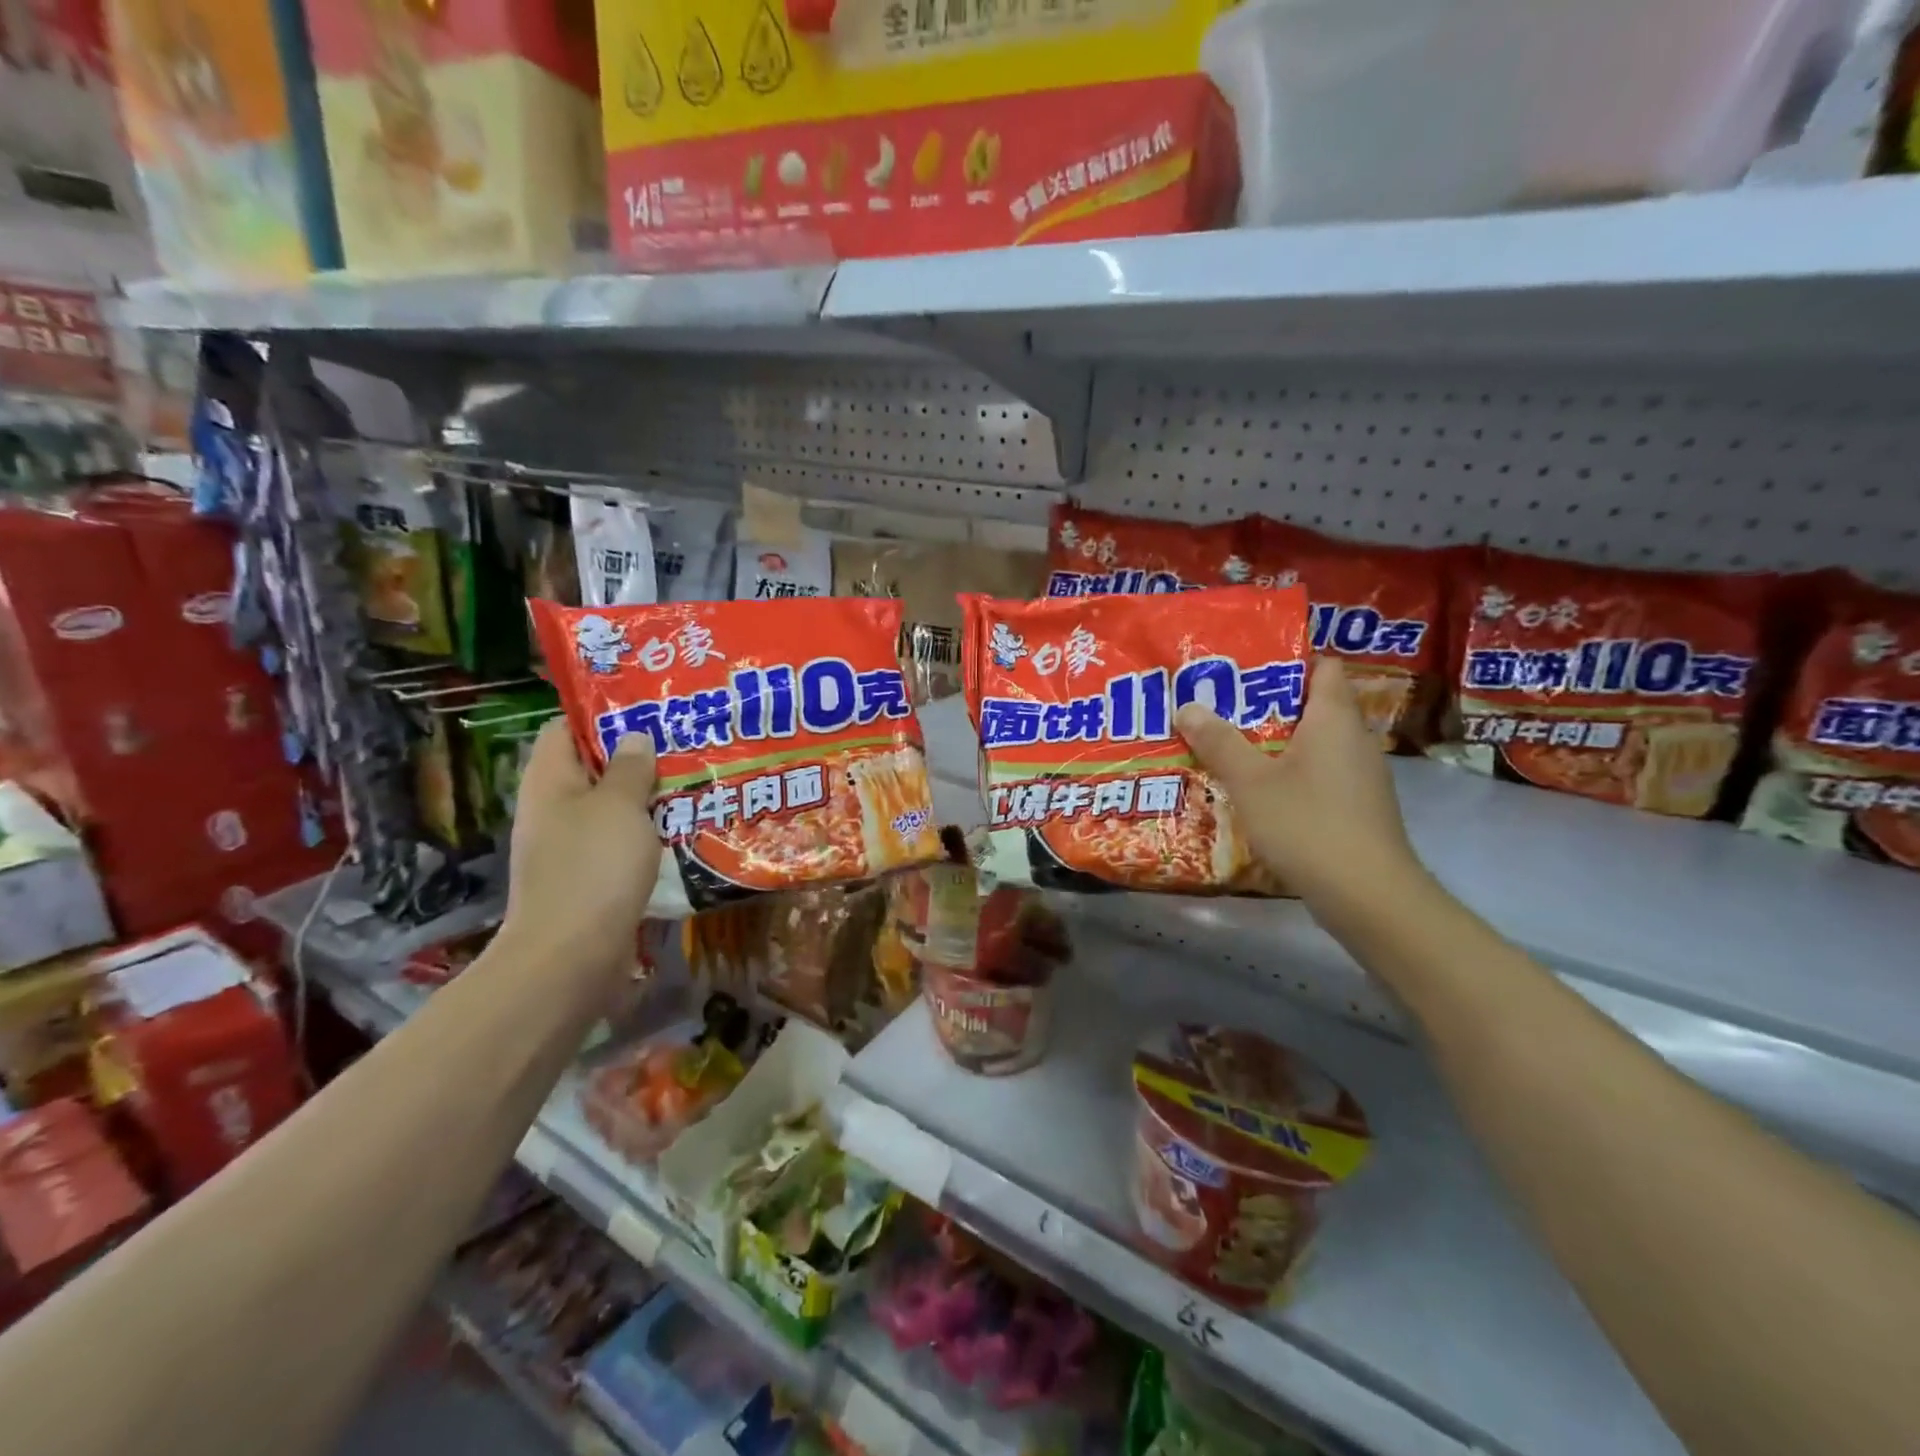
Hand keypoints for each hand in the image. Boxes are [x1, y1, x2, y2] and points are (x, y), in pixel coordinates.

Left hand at [502, 720, 662, 970]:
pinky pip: (619, 845)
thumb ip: (630, 768)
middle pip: (593, 770)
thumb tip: (635, 738)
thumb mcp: (619, 806)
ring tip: (692, 784)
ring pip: (611, 810)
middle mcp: (553, 810)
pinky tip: (682, 832)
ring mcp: (568, 848)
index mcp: (550, 780)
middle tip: (684, 745)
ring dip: (647, 800)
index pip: (565, 729)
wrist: (570, 957)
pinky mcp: (588, 880)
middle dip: (636, 758)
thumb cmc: (592, 867)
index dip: (602, 715)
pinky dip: (647, 836)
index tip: (649, 710)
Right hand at [1176, 658, 1423, 915]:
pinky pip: (1319, 775)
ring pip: (1314, 744)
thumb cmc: (1308, 824)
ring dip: (1276, 742)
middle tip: (1221, 705)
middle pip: (1313, 705)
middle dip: (1268, 703)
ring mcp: (1360, 776)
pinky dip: (1290, 774)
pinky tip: (1258, 791)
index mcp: (1334, 719)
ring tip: (1229, 745)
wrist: (1368, 896)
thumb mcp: (1251, 782)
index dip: (1288, 659)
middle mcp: (1354, 740)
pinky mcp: (1357, 808)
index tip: (1246, 666)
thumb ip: (1219, 742)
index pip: (1323, 667)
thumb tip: (1187, 705)